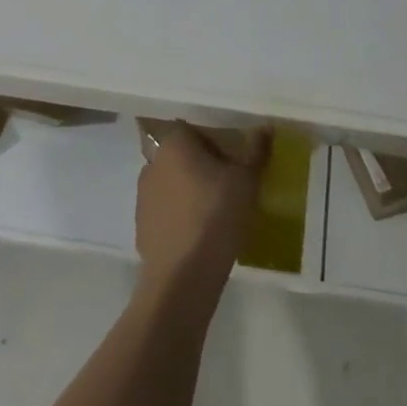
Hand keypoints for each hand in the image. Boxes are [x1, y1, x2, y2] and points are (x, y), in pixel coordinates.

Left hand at [135, 124, 268, 297]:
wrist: (182, 277)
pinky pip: (165, 213)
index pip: (191, 129)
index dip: (213, 140)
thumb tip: (265, 127)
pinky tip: (199, 235)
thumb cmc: (216, 215)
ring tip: (215, 212)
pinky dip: (180, 217)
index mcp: (173, 145)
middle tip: (227, 184)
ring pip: (172, 184)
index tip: (231, 158)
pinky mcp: (141, 228)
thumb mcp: (246, 180)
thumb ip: (256, 150)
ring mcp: (143, 197)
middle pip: (180, 156)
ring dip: (189, 192)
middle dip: (201, 166)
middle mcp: (152, 164)